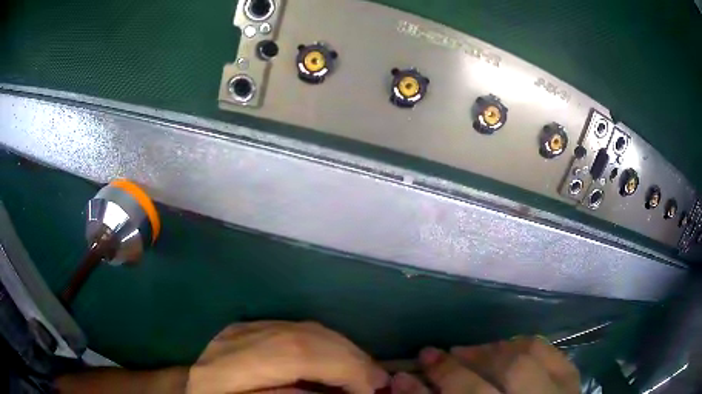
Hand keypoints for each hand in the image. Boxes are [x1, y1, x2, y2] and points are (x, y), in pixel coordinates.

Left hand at [186, 321, 387, 393]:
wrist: (191, 393)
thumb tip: (334, 390)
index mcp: (225, 370)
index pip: (293, 354)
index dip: (340, 367)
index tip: (370, 388)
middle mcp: (230, 342)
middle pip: (301, 336)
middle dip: (348, 357)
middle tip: (377, 380)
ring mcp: (237, 331)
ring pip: (301, 328)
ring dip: (341, 348)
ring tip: (363, 371)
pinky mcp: (245, 330)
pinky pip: (293, 329)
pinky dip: (324, 343)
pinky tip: (336, 360)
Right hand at [389, 337, 579, 393]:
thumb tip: (407, 390)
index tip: (401, 378)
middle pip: (483, 388)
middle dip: (452, 369)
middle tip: (432, 356)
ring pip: (520, 361)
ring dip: (487, 351)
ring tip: (468, 350)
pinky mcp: (573, 381)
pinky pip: (548, 351)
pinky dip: (523, 344)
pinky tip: (505, 347)